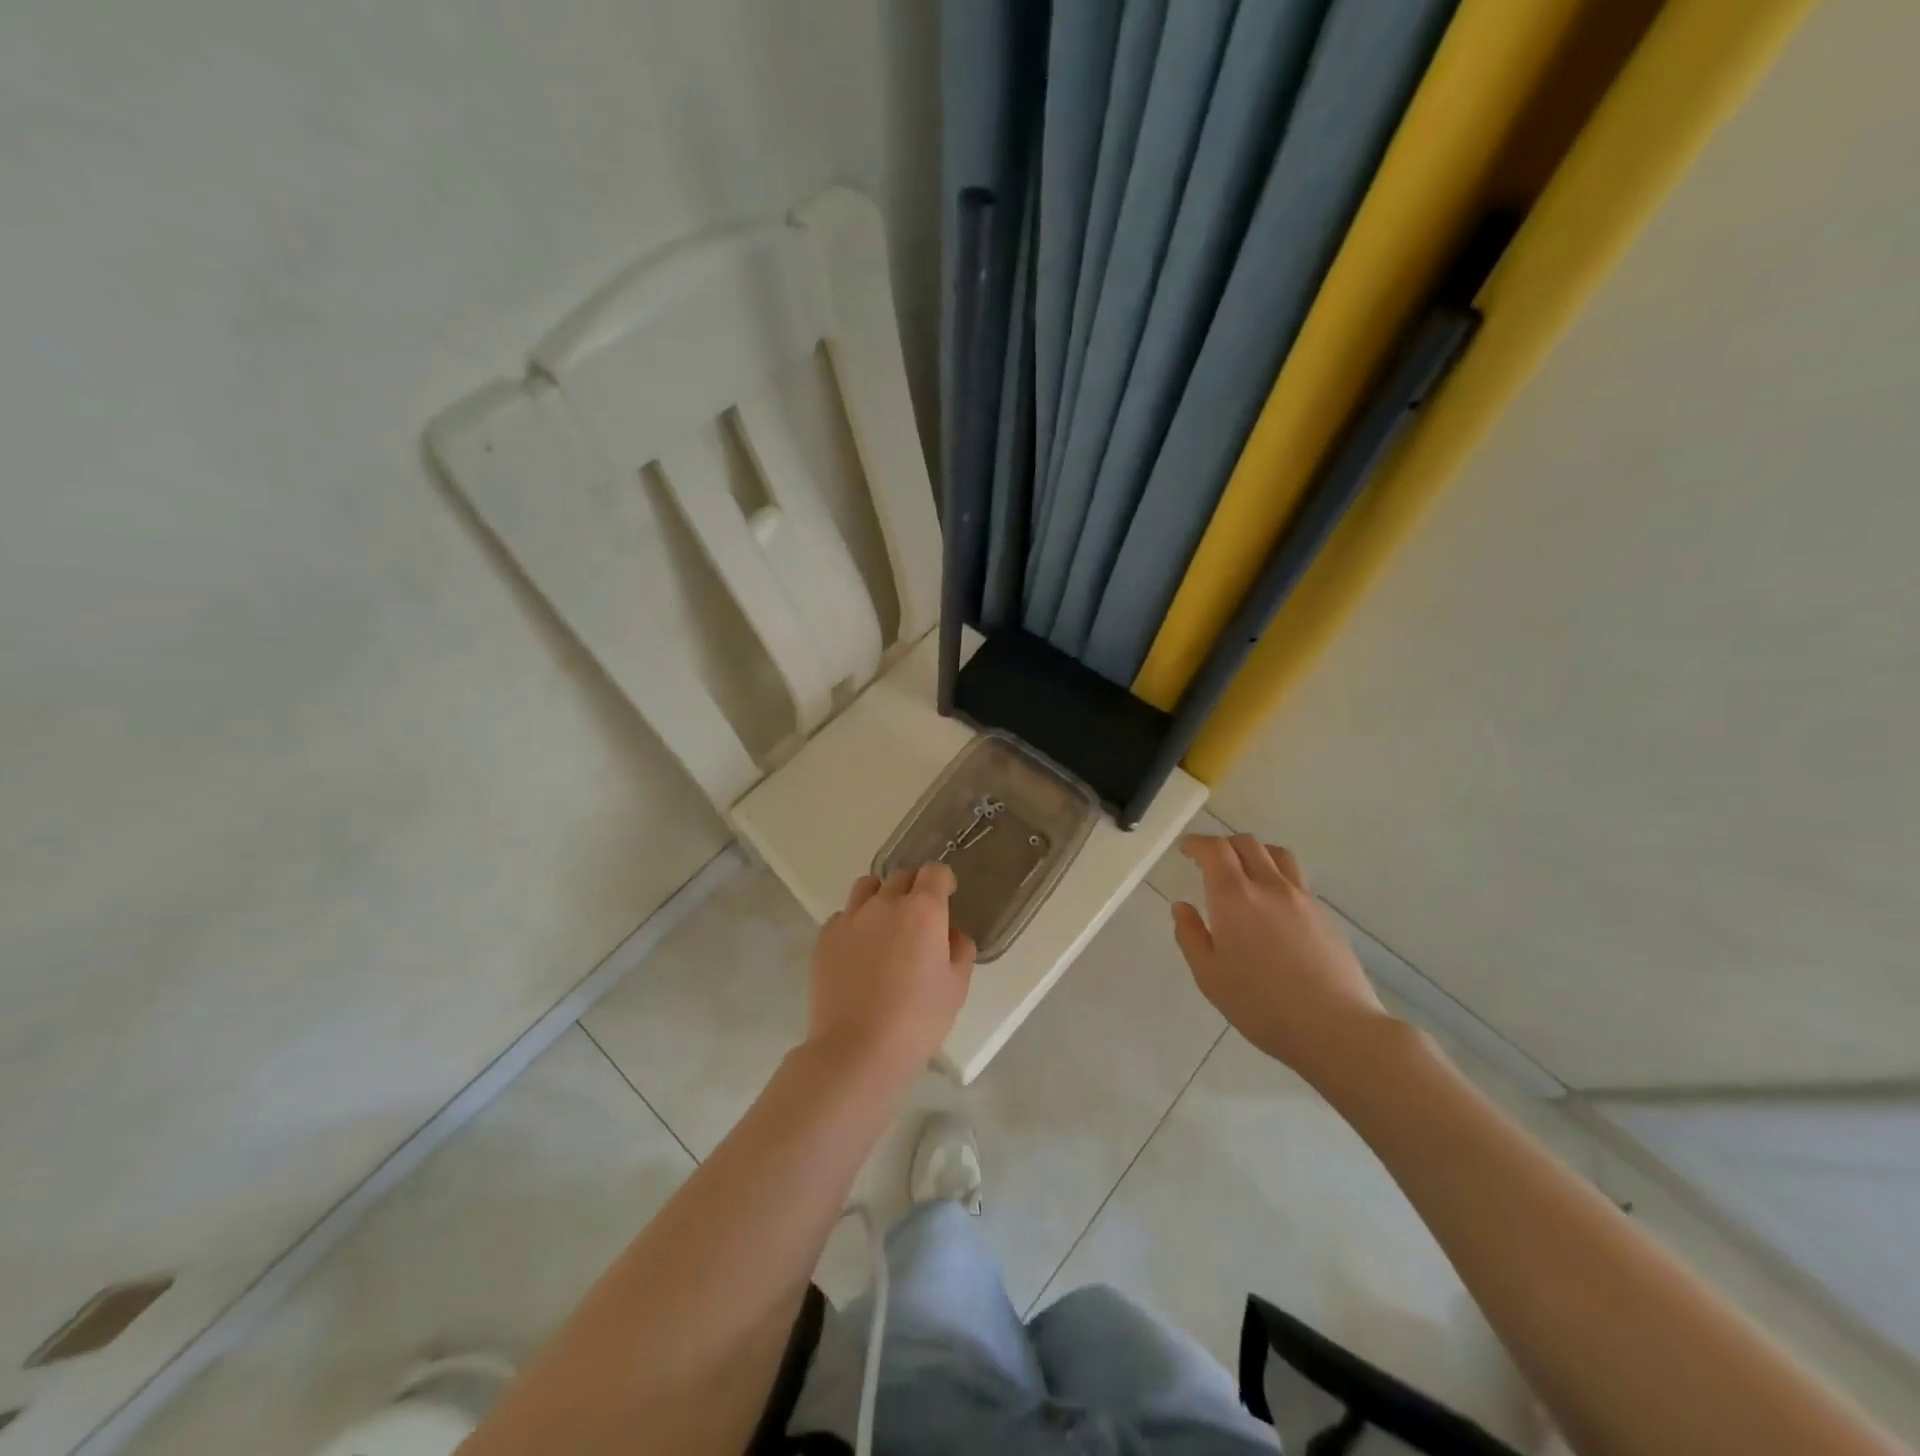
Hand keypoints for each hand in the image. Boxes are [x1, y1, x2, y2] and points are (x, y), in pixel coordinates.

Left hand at [807, 864, 974, 1074]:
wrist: (858, 1049)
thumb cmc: (918, 1020)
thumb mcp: (956, 987)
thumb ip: (959, 950)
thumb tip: (950, 934)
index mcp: (923, 910)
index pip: (935, 872)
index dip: (943, 881)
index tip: (946, 897)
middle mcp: (885, 903)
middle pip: (901, 876)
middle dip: (914, 888)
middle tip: (919, 917)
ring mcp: (850, 918)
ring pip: (867, 887)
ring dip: (881, 896)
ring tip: (885, 925)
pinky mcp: (825, 937)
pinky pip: (843, 916)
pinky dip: (855, 923)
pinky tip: (859, 952)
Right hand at [1171, 835, 1393, 1082]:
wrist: (1335, 1028)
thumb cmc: (1261, 1005)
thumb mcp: (1209, 976)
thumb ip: (1190, 936)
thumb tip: (1182, 907)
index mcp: (1234, 898)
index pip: (1215, 850)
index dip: (1198, 843)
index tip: (1186, 849)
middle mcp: (1269, 887)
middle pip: (1248, 844)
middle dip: (1224, 844)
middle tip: (1210, 860)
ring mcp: (1303, 899)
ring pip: (1278, 855)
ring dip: (1256, 853)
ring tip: (1246, 871)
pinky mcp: (1326, 915)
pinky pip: (1297, 880)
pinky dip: (1278, 877)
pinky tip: (1274, 905)